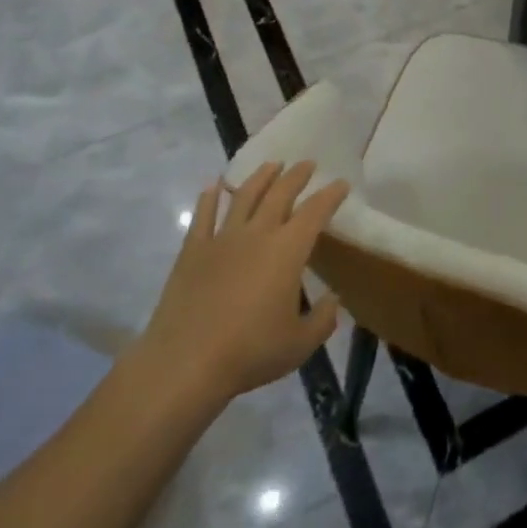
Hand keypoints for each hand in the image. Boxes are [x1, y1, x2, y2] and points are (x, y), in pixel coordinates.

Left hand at [132, 160, 347, 413]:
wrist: (185, 363)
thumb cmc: (250, 352)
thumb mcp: (300, 343)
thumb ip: (323, 319)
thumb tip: (333, 300)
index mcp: (288, 250)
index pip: (315, 211)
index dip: (331, 195)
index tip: (341, 183)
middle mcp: (257, 234)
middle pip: (280, 193)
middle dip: (296, 175)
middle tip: (307, 164)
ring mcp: (222, 239)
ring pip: (244, 196)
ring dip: (260, 177)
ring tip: (271, 165)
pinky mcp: (193, 251)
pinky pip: (203, 216)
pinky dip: (209, 197)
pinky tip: (213, 185)